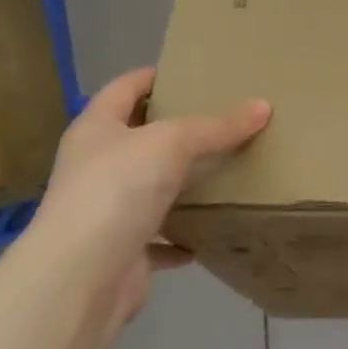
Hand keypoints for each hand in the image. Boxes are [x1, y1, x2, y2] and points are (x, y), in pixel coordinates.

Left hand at [21, 68, 270, 328]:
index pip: (124, 88)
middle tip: (223, 120)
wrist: (83, 275)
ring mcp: (106, 210)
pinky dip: (181, 237)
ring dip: (180, 184)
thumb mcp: (172, 143)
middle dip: (176, 131)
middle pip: (138, 138)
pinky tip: (208, 233)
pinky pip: (158, 238)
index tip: (191, 74)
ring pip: (149, 188)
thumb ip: (217, 126)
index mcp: (96, 129)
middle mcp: (95, 166)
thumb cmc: (118, 188)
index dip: (153, 77)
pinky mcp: (122, 250)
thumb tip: (264, 106)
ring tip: (225, 171)